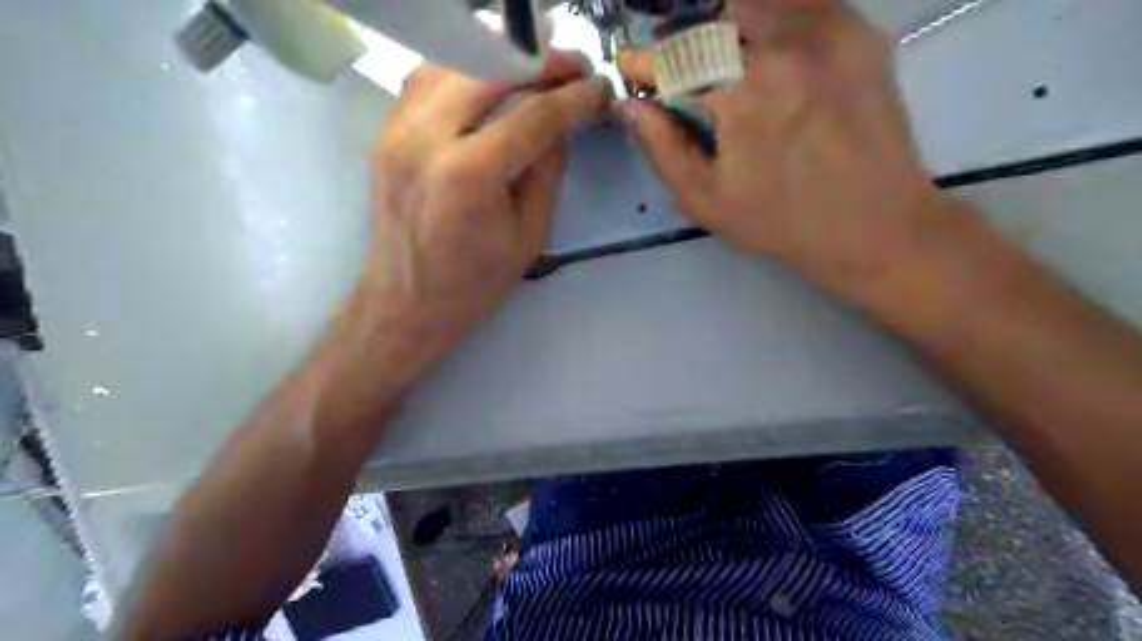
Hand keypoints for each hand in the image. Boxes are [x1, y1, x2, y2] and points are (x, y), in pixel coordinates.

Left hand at [350, 57, 610, 383]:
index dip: (573, 97)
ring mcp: (397, 131)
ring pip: (456, 66)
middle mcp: (426, 139)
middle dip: (538, 68)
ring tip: (532, 83)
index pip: (532, 114)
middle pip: (491, 72)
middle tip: (571, 76)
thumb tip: (559, 125)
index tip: (598, 89)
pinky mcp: (385, 134)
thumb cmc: (474, 285)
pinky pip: (428, 82)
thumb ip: (547, 172)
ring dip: (500, 69)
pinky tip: (487, 95)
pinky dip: (465, 78)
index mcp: (469, 176)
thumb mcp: (530, 235)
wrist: (405, 304)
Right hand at [622, 1, 955, 298]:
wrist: (874, 224)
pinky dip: (772, 18)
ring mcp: (830, 31)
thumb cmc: (782, 222)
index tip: (630, 67)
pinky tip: (768, 54)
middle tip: (681, 69)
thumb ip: (663, 149)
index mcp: (745, 93)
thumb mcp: (707, 201)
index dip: (644, 61)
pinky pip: (802, 4)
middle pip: (714, 16)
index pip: (677, 59)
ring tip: (722, 63)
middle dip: (684, 41)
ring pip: (757, 2)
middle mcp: (788, 45)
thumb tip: (633, 107)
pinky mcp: (859, 31)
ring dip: (726, 25)